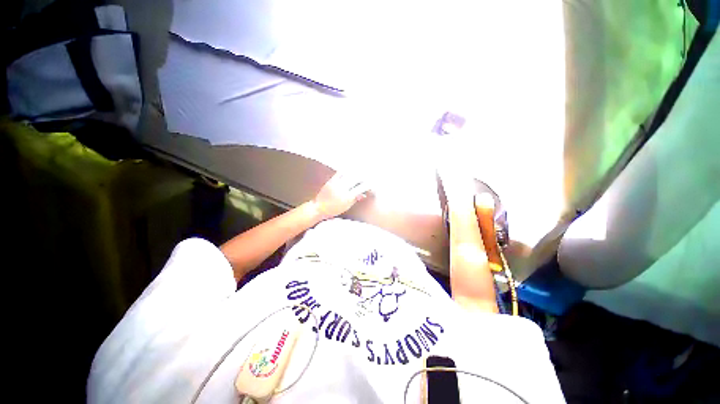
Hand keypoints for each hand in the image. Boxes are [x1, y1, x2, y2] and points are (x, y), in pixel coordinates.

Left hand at [311, 173, 370, 219]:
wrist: (319, 208)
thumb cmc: (333, 210)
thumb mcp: (346, 207)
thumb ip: (355, 199)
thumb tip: (363, 194)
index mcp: (348, 197)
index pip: (361, 188)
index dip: (368, 185)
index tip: (372, 183)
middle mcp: (343, 189)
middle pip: (357, 179)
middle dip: (364, 176)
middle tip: (368, 174)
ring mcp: (336, 184)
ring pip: (349, 174)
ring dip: (356, 171)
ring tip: (361, 169)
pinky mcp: (331, 181)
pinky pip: (340, 173)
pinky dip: (346, 170)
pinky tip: (350, 168)